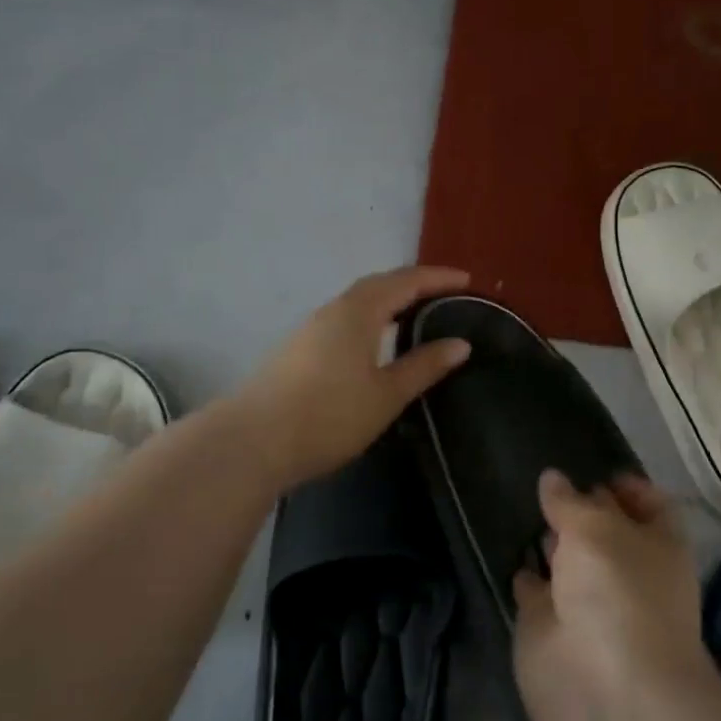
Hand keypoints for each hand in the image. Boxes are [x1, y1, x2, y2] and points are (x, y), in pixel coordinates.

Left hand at [237, 265, 472, 487]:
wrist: (253, 442)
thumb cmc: (329, 416)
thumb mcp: (386, 395)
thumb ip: (424, 366)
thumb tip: (460, 343)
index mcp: (358, 312)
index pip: (405, 282)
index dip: (438, 278)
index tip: (467, 280)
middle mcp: (333, 310)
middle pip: (378, 284)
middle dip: (413, 284)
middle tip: (444, 293)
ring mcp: (310, 329)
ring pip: (357, 301)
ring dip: (388, 299)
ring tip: (414, 313)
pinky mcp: (297, 349)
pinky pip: (343, 319)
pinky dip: (369, 317)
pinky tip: (374, 341)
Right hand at [513, 471, 711, 720]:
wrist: (604, 689)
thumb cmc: (618, 591)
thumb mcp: (595, 527)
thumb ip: (570, 502)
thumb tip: (552, 479)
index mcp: (657, 544)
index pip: (649, 505)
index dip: (628, 486)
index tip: (597, 469)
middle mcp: (626, 571)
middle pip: (604, 530)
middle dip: (580, 508)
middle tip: (545, 479)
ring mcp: (588, 601)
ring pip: (567, 559)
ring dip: (548, 538)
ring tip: (518, 500)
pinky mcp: (550, 626)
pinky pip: (535, 588)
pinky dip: (523, 572)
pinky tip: (505, 547)